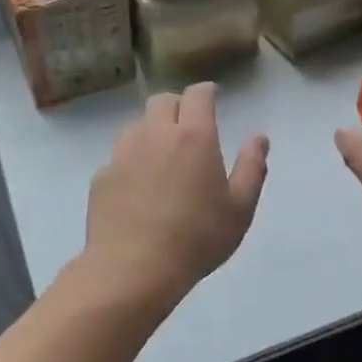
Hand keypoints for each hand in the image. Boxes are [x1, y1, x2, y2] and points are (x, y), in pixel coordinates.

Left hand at [82, 83, 268, 308]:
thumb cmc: (197, 238)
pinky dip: (131, 162)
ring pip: (137, 125)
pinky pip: (119, 157)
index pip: (198, 95)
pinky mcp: (102, 176)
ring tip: (162, 157)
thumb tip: (259, 138)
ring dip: (151, 131)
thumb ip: (252, 167)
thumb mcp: (240, 209)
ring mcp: (123, 153)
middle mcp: (155, 134)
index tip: (213, 98)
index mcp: (194, 137)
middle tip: (188, 127)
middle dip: (177, 106)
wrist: (133, 269)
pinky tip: (138, 188)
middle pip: (162, 101)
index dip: (206, 92)